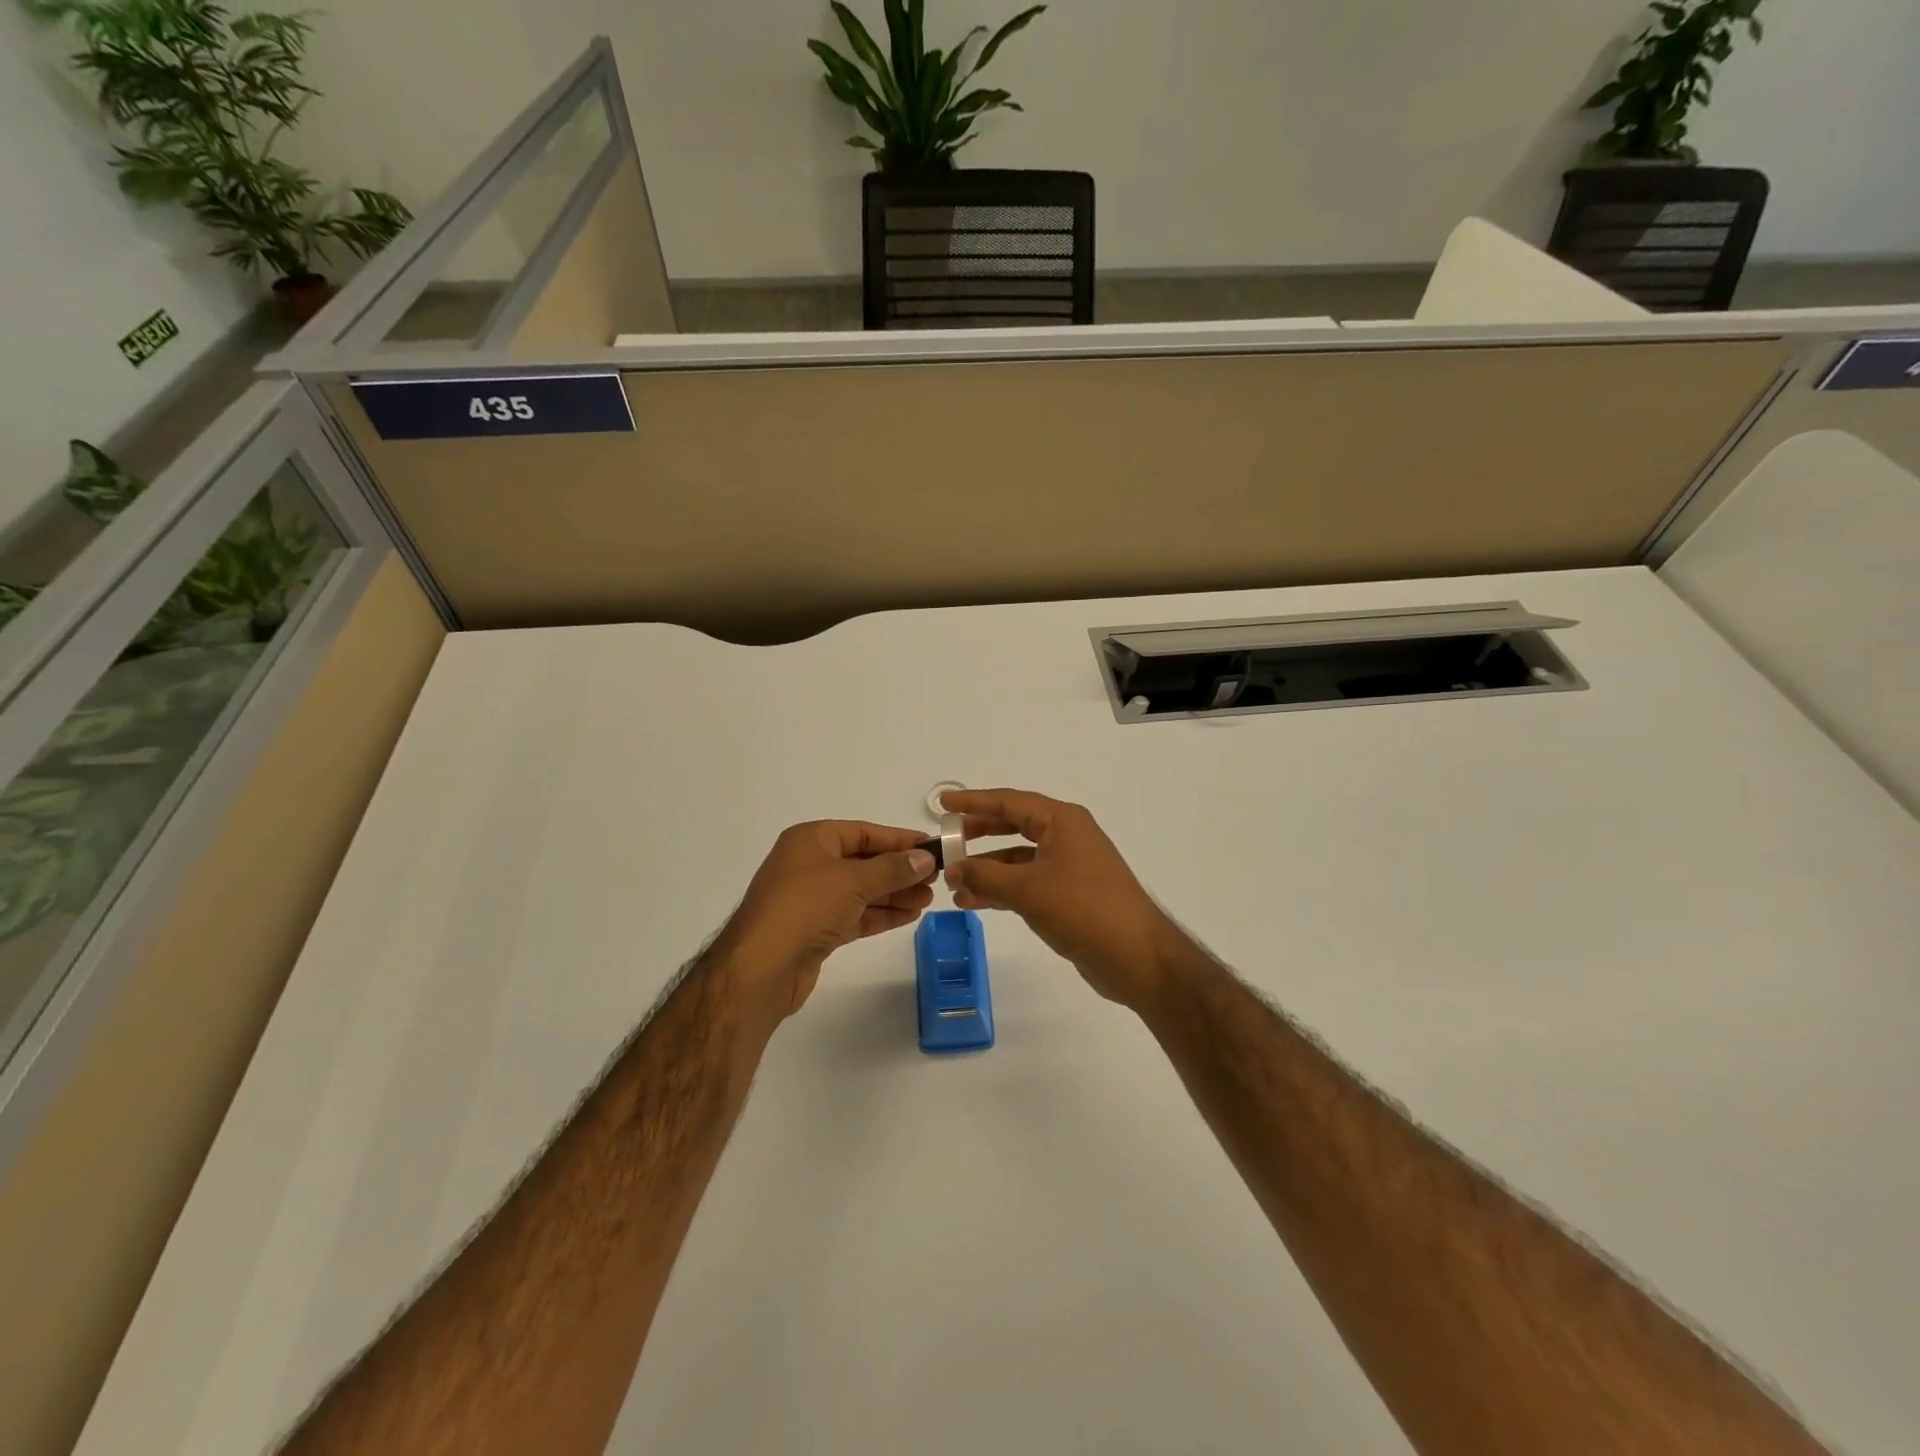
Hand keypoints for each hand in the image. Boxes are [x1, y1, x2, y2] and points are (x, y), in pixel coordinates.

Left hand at [713, 821, 935, 1021]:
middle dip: (899, 870)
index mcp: (811, 840)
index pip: (863, 833)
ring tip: (927, 899)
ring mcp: (811, 899)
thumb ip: (893, 869)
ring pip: (861, 891)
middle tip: (935, 878)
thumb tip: (926, 858)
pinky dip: (880, 914)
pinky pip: (855, 914)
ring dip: (894, 894)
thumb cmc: (805, 907)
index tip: (932, 847)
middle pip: (864, 861)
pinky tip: (908, 915)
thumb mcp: (853, 880)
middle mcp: (809, 864)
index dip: (898, 840)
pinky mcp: (816, 930)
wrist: (761, 968)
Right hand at [943, 789, 1181, 1010]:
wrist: (1137, 956)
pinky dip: (1002, 889)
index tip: (943, 802)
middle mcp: (1066, 836)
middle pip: (1013, 825)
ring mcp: (1069, 866)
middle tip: (946, 840)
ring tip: (953, 884)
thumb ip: (985, 876)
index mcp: (1062, 821)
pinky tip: (975, 902)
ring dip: (987, 869)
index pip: (1010, 801)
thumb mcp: (1028, 889)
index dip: (974, 801)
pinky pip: (1027, 882)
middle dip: (978, 833)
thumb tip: (953, 869)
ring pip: (1018, 858)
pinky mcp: (1069, 894)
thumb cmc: (1084, 909)